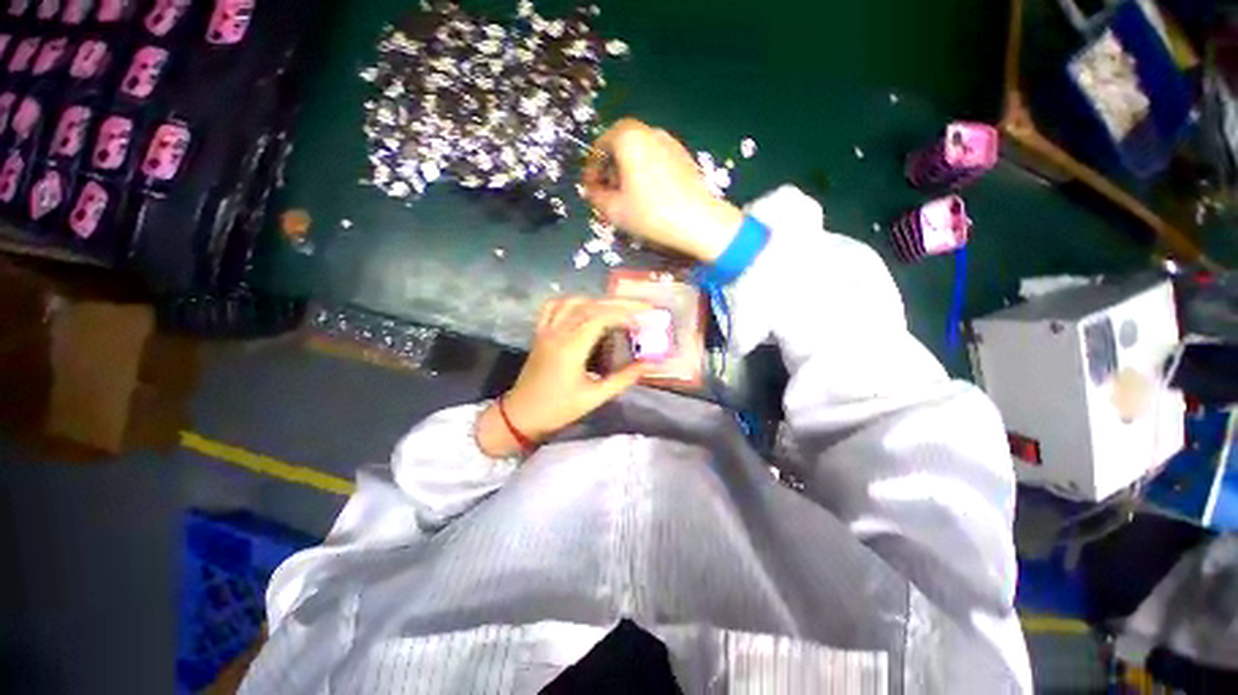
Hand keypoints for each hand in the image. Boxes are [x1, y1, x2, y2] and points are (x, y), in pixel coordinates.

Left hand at [476, 296, 653, 457]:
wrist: (521, 415)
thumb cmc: (559, 409)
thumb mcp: (595, 397)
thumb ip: (623, 378)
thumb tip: (649, 364)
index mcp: (571, 348)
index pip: (601, 318)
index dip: (624, 314)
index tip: (643, 319)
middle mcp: (558, 332)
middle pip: (590, 306)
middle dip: (618, 304)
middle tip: (640, 308)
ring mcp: (546, 330)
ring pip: (573, 302)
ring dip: (597, 301)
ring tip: (616, 310)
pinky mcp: (540, 333)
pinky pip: (553, 306)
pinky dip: (571, 302)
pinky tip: (584, 307)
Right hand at [583, 118, 742, 262]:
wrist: (698, 221)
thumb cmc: (651, 214)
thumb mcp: (614, 210)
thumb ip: (595, 196)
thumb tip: (591, 190)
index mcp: (628, 137)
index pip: (600, 145)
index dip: (592, 169)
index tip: (590, 189)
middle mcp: (649, 131)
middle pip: (620, 145)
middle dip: (610, 169)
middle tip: (608, 193)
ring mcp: (669, 142)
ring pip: (639, 152)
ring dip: (627, 171)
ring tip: (628, 197)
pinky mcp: (683, 156)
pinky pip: (656, 159)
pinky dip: (645, 172)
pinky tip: (648, 196)